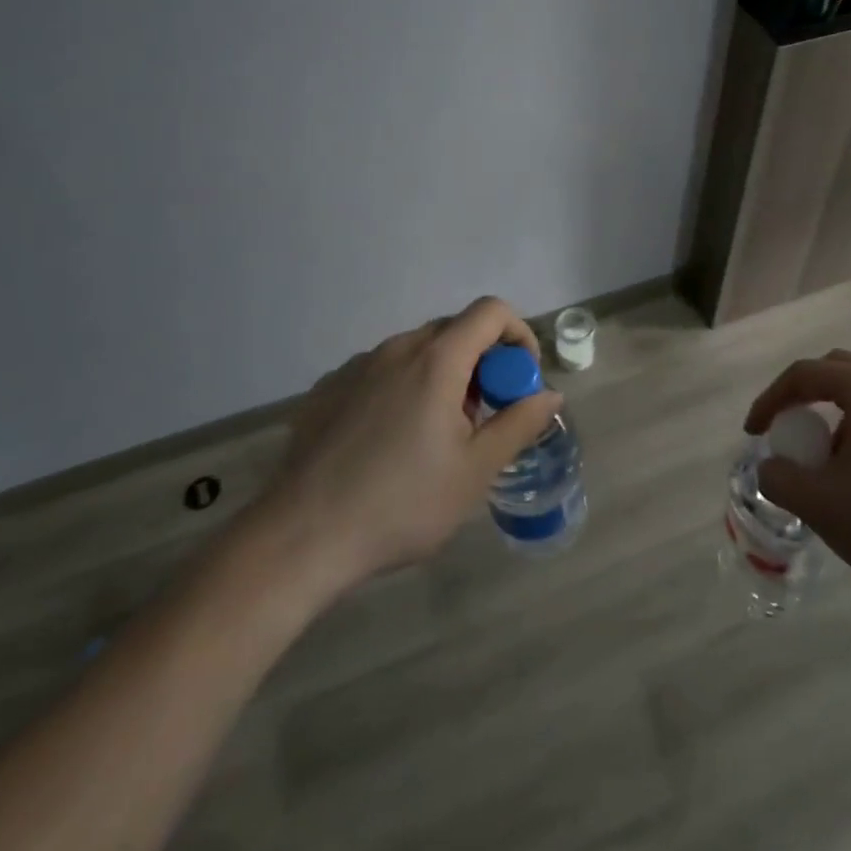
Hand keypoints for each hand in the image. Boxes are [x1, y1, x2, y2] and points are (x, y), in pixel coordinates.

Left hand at [235, 297, 563, 601]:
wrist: (300, 538)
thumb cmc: (401, 504)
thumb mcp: (475, 471)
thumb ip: (519, 424)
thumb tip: (550, 394)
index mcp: (436, 359)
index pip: (491, 311)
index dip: (518, 335)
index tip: (520, 380)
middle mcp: (396, 349)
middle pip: (454, 330)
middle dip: (482, 361)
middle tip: (482, 415)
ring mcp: (356, 366)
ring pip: (416, 352)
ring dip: (441, 376)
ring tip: (435, 435)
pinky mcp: (327, 389)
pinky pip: (380, 371)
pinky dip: (402, 388)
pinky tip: (388, 442)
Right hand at [746, 349, 850, 619]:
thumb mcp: (820, 505)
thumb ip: (779, 478)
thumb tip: (773, 467)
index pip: (803, 375)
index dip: (770, 400)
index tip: (754, 434)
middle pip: (837, 373)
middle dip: (805, 400)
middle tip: (790, 435)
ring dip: (837, 418)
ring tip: (830, 467)